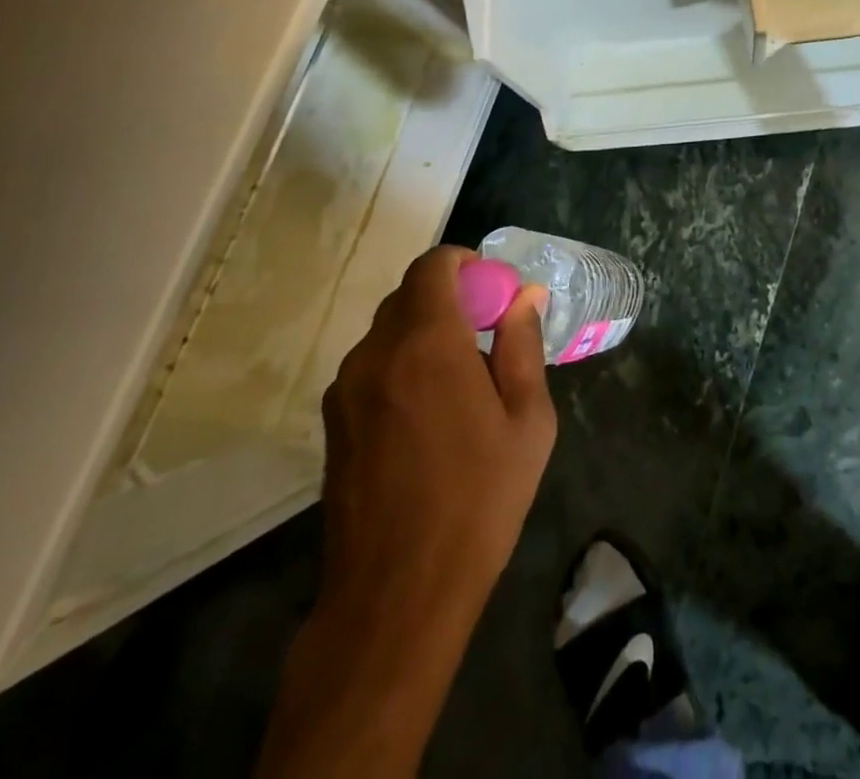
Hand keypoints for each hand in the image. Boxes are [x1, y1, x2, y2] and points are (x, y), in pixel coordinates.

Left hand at [259, 247, 555, 778]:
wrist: (396, 594)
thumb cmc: (478, 500)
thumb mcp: (527, 421)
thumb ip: (523, 345)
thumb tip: (526, 296)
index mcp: (427, 342)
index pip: (433, 265)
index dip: (465, 264)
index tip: (492, 292)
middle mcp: (376, 352)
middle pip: (410, 295)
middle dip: (450, 299)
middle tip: (487, 337)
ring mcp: (346, 387)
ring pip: (388, 331)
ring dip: (424, 333)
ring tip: (460, 383)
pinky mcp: (333, 421)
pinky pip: (372, 366)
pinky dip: (401, 365)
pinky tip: (427, 417)